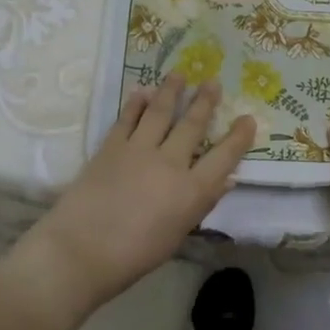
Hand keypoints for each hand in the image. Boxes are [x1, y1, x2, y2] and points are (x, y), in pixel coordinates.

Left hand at [14, 77, 254, 323]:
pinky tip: (141, 91)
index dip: (239, 137)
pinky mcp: (111, 147)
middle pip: (192, 126)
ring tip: (179, 74)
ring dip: (171, 91)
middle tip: (213, 81)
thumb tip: (227, 179)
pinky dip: (135, 103)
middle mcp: (170, 163)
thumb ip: (202, 203)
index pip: (224, 157)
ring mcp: (139, 151)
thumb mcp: (177, 234)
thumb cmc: (134, 256)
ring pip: (160, 112)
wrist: (80, 251)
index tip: (248, 119)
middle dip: (205, 102)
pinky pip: (127, 119)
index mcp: (192, 191)